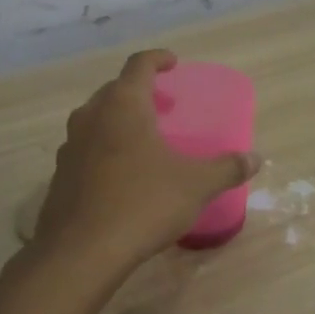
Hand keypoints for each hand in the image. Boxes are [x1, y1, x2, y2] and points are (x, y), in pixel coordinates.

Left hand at [33, 49, 259, 270]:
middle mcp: (91, 117)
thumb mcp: (196, 185)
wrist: (80, 254)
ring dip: (118, 120)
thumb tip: (255, 158)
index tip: (173, 63)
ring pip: (95, 120)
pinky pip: (85, 150)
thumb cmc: (143, 204)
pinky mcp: (59, 177)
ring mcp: (69, 147)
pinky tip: (121, 175)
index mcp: (124, 105)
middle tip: (162, 104)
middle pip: (114, 90)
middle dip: (138, 91)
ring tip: (142, 138)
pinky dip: (104, 150)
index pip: (139, 65)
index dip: (157, 59)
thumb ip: (226, 168)